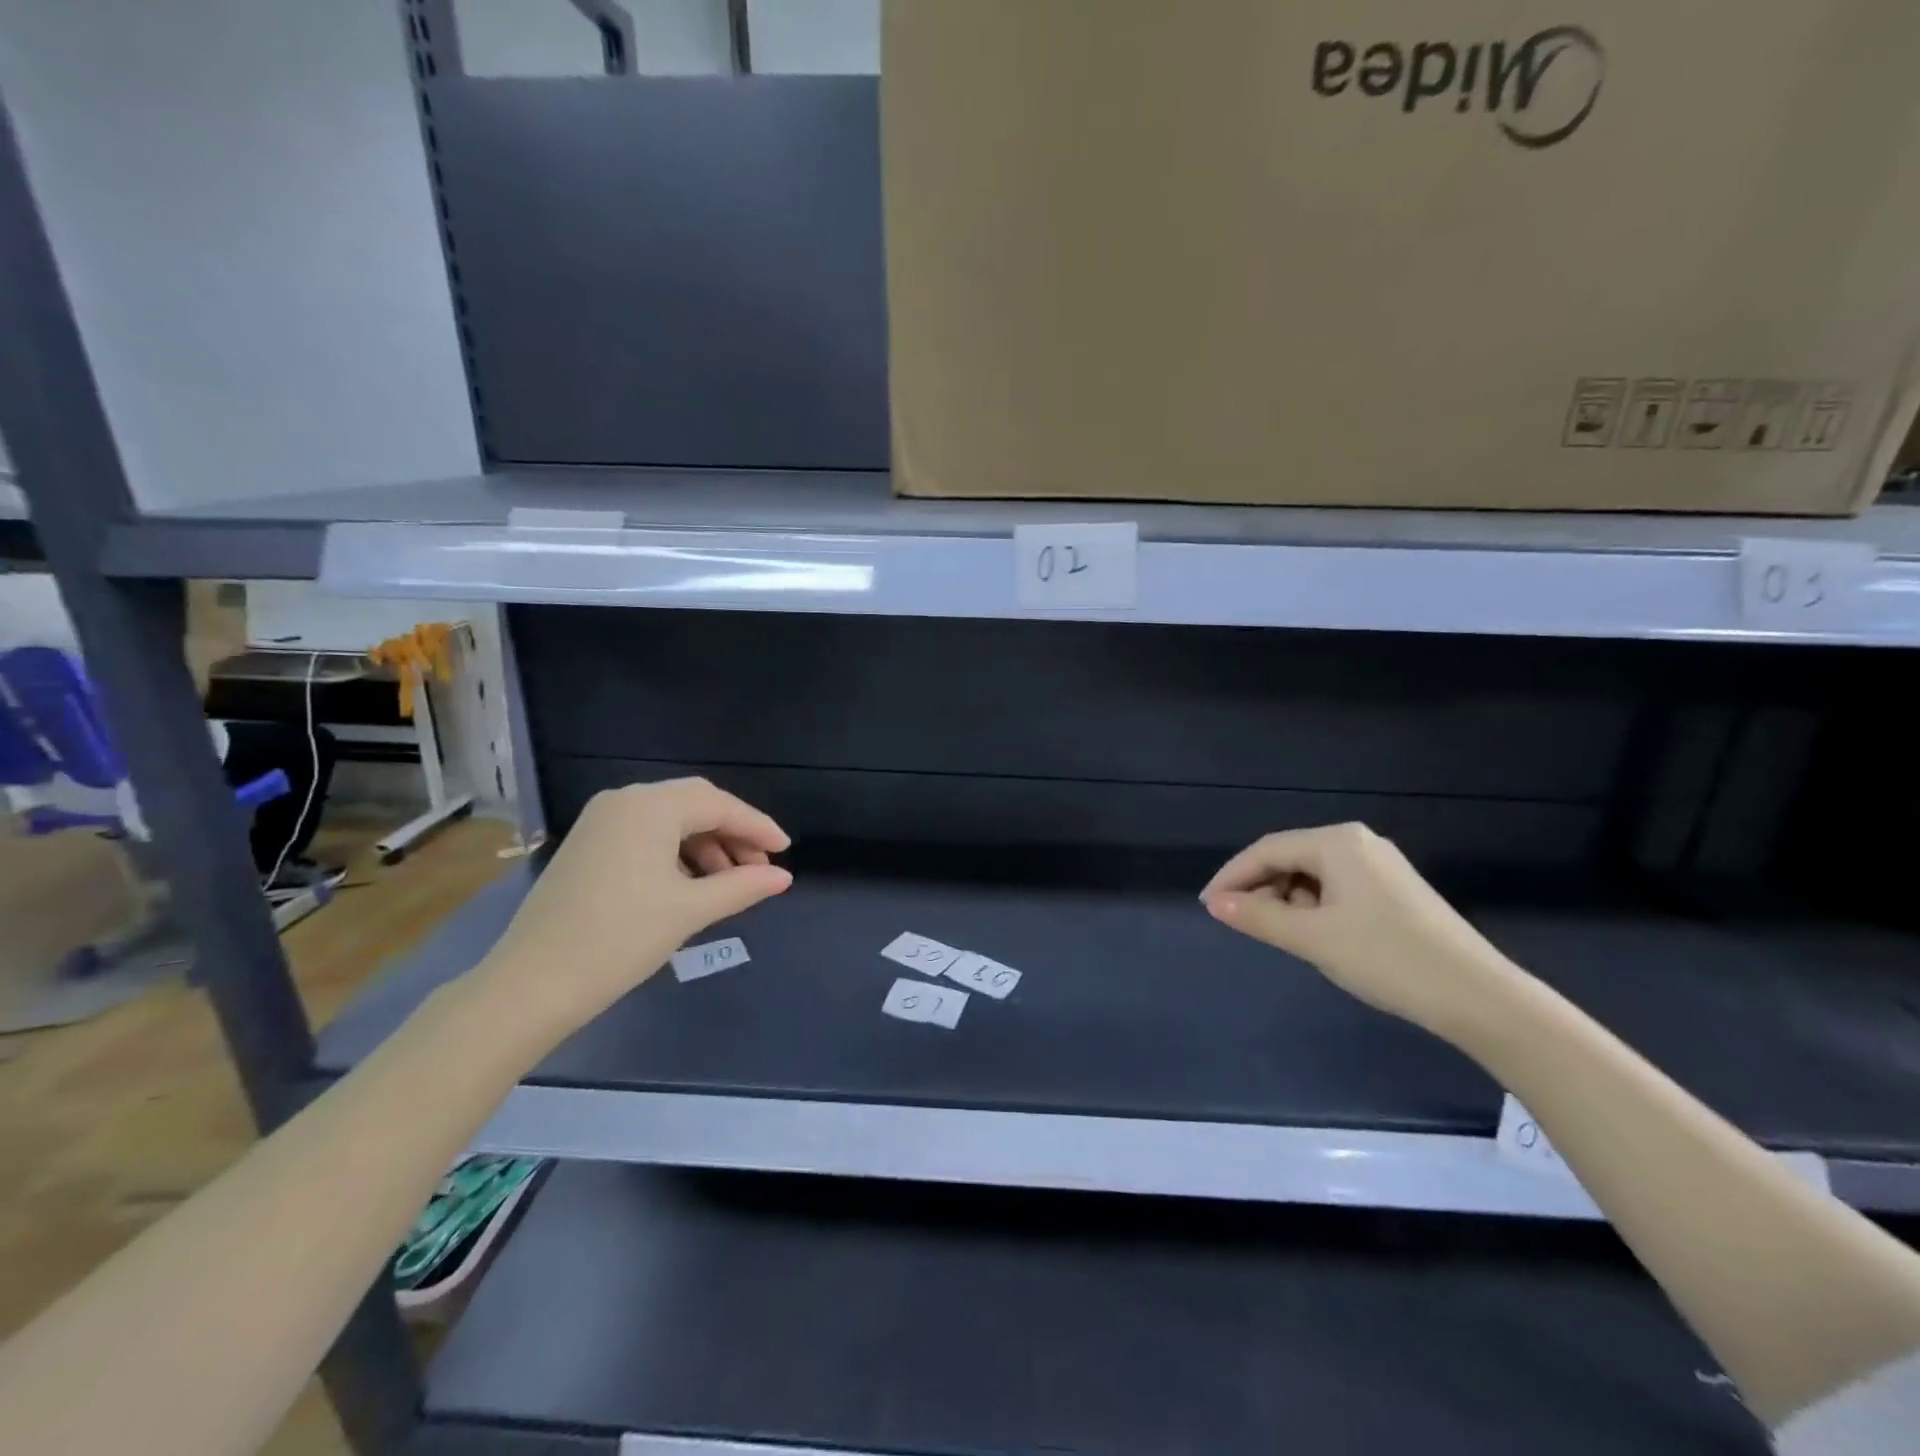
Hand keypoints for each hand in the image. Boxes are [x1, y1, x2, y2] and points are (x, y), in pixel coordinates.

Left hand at [474, 778, 791, 1036]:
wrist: (531, 985)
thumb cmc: (619, 939)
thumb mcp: (690, 910)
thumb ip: (743, 886)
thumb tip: (784, 877)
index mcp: (649, 806)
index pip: (719, 805)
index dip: (758, 827)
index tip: (786, 851)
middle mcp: (624, 801)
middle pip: (695, 804)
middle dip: (733, 833)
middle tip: (760, 867)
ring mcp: (600, 822)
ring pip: (670, 820)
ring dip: (706, 845)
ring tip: (729, 882)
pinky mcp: (587, 846)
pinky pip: (646, 835)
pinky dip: (677, 853)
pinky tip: (692, 884)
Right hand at [1200, 822, 1516, 1036]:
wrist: (1478, 997)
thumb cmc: (1386, 958)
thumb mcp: (1312, 938)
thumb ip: (1257, 916)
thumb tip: (1215, 903)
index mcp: (1337, 842)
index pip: (1267, 850)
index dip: (1232, 877)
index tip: (1208, 906)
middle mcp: (1357, 843)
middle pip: (1289, 858)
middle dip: (1260, 889)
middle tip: (1240, 923)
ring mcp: (1380, 866)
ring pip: (1312, 875)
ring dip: (1287, 900)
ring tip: (1280, 934)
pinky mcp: (1394, 891)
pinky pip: (1336, 888)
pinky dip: (1314, 908)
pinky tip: (1315, 935)